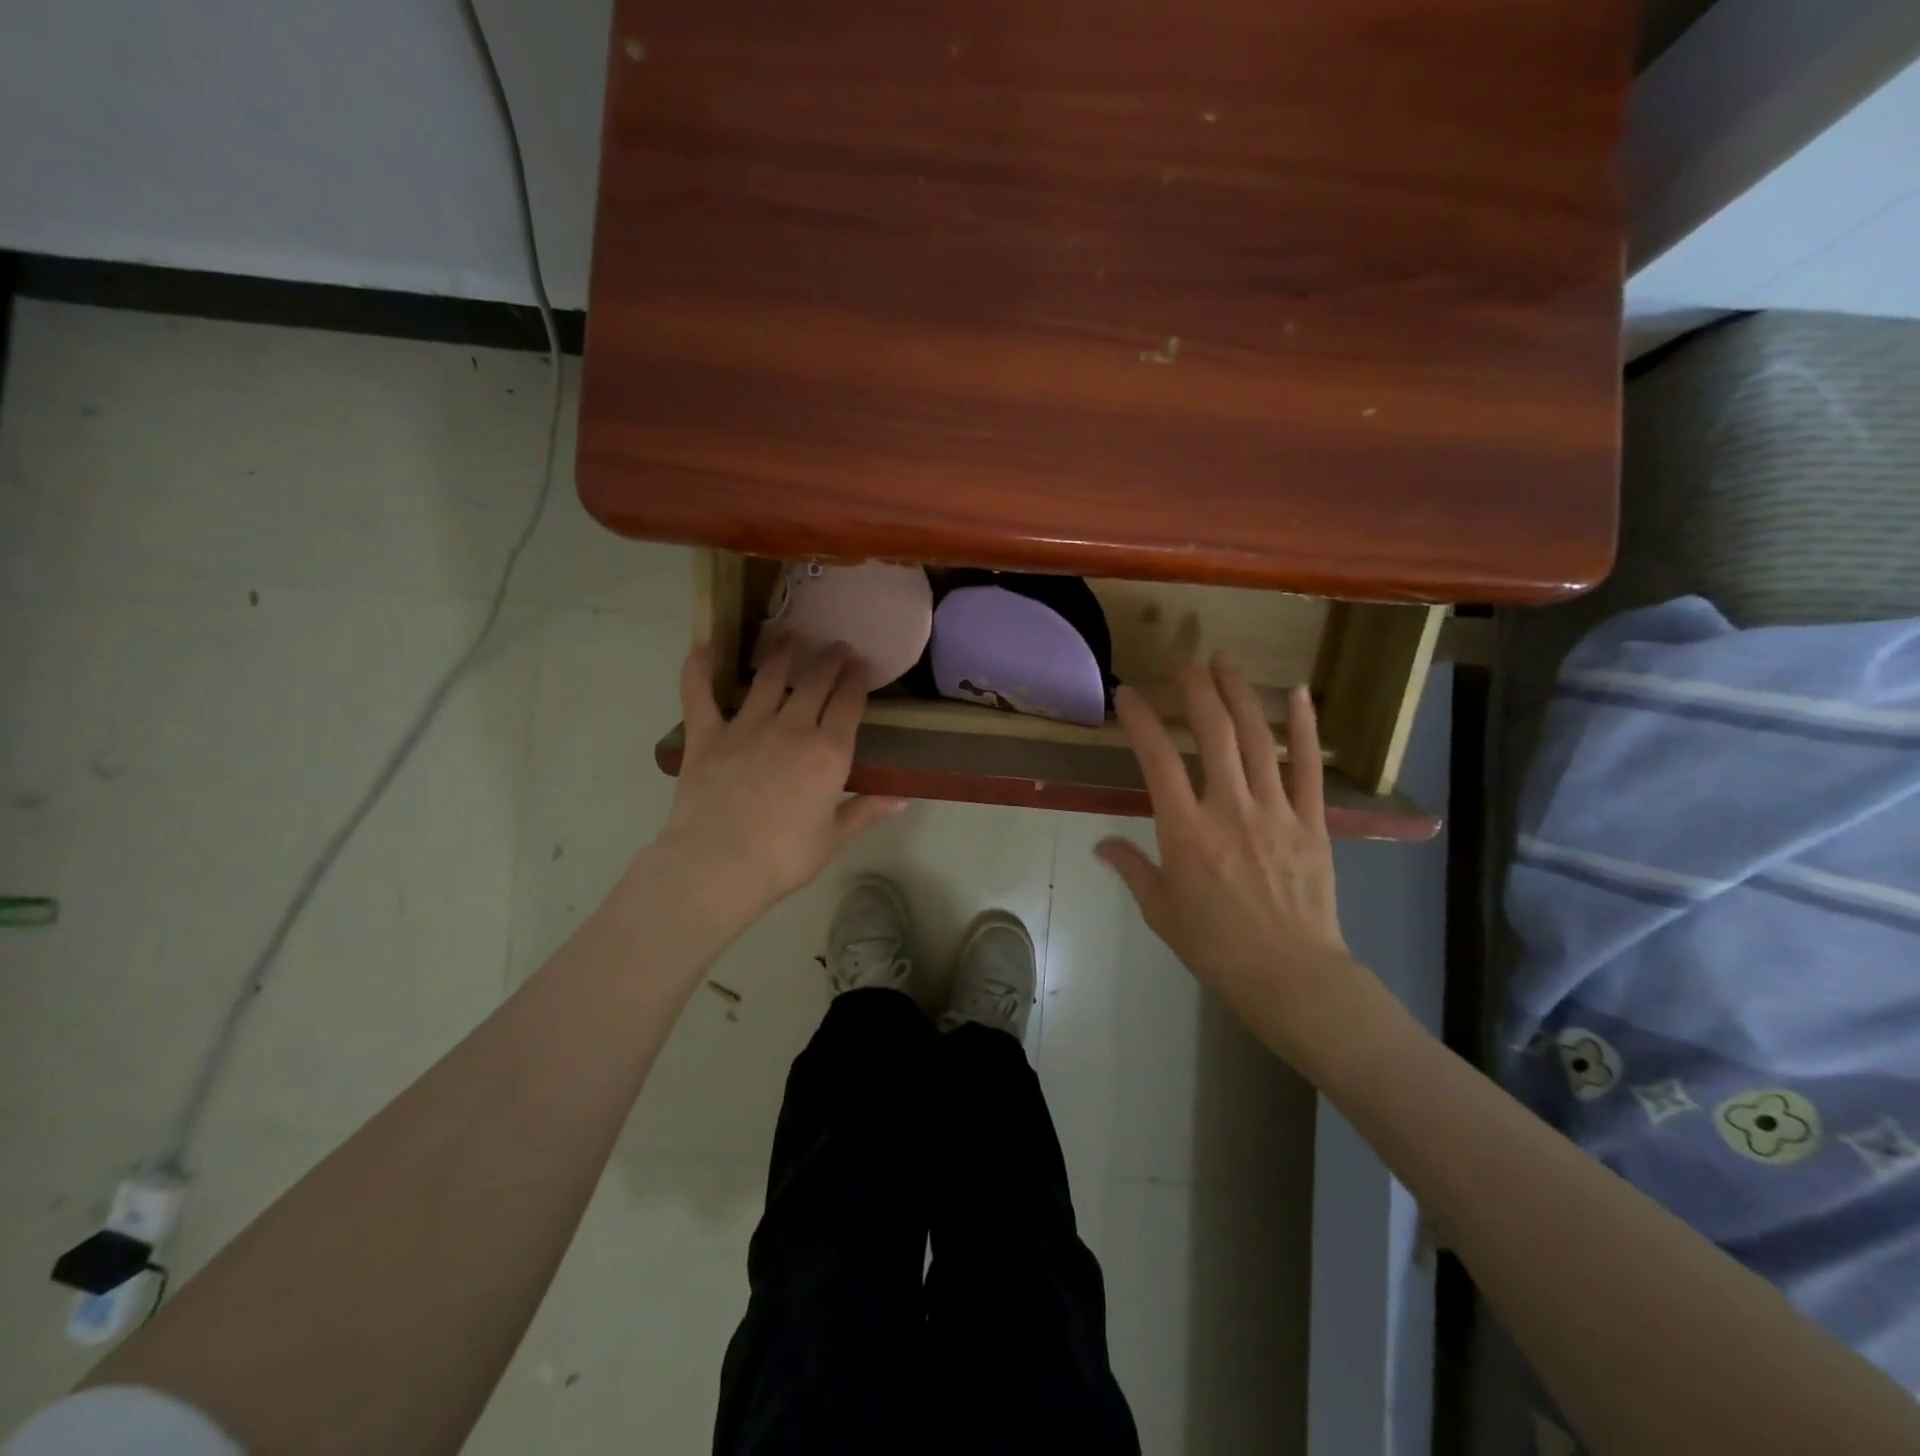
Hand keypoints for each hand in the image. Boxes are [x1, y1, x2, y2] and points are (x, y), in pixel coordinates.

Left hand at [653, 642, 907, 923]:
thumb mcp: (833, 838)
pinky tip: (706, 647)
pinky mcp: (706, 735)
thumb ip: (866, 811)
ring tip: (792, 637)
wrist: (718, 866)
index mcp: (828, 753)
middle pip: (815, 683)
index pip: (849, 704)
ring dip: (783, 653)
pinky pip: (699, 693)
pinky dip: (699, 668)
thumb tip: (903, 800)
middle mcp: (792, 729)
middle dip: (830, 660)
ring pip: (768, 677)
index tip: (861, 665)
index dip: (857, 680)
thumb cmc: (783, 858)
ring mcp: (746, 727)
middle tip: (837, 647)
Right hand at [1097, 655, 1363, 1063]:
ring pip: (1256, 739)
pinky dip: (1305, 728)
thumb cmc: (1215, 946)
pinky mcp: (1313, 821)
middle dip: (1194, 690)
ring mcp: (1275, 810)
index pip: (1157, 759)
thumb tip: (1101, 846)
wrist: (1290, 975)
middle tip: (1182, 662)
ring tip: (1225, 662)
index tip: (1127, 695)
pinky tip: (1298, 694)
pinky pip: (1309, 766)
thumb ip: (1131, 869)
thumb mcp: (1160, 911)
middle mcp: (1228, 808)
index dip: (1140, 720)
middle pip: (1212, 734)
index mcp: (1185, 831)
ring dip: (1239, 694)